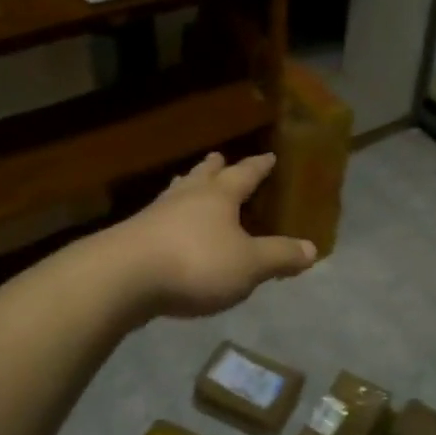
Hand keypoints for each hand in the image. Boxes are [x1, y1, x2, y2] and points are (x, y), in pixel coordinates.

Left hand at [107, 152, 316, 318]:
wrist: (123, 278)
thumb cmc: (195, 264)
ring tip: (189, 182)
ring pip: (177, 192)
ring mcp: (155, 215)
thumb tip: (312, 249)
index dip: (259, 167)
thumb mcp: (249, 265)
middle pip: (204, 175)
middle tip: (220, 157)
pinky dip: (169, 217)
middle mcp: (187, 197)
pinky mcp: (133, 237)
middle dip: (216, 168)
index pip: (245, 174)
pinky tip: (166, 227)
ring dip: (188, 186)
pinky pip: (159, 219)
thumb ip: (280, 256)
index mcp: (219, 196)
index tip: (269, 156)